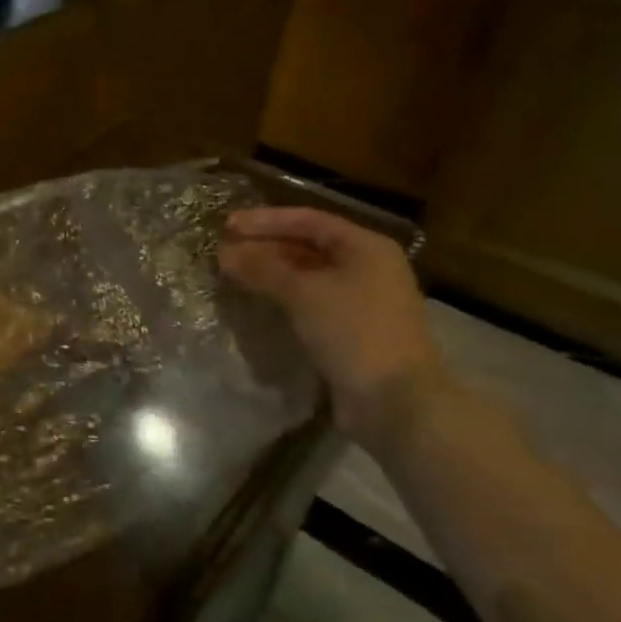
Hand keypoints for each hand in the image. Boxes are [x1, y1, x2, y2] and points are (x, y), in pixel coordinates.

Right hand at [218, 206, 446, 437]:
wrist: (396, 401)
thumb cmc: (353, 332)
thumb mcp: (303, 293)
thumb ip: (262, 268)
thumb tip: (224, 253)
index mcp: (366, 247)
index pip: (308, 220)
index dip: (265, 220)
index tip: (227, 226)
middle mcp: (368, 267)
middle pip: (308, 246)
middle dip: (265, 247)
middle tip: (225, 251)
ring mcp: (362, 301)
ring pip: (307, 276)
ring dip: (271, 273)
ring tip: (233, 275)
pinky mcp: (352, 331)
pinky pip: (311, 302)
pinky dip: (283, 298)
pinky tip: (257, 302)